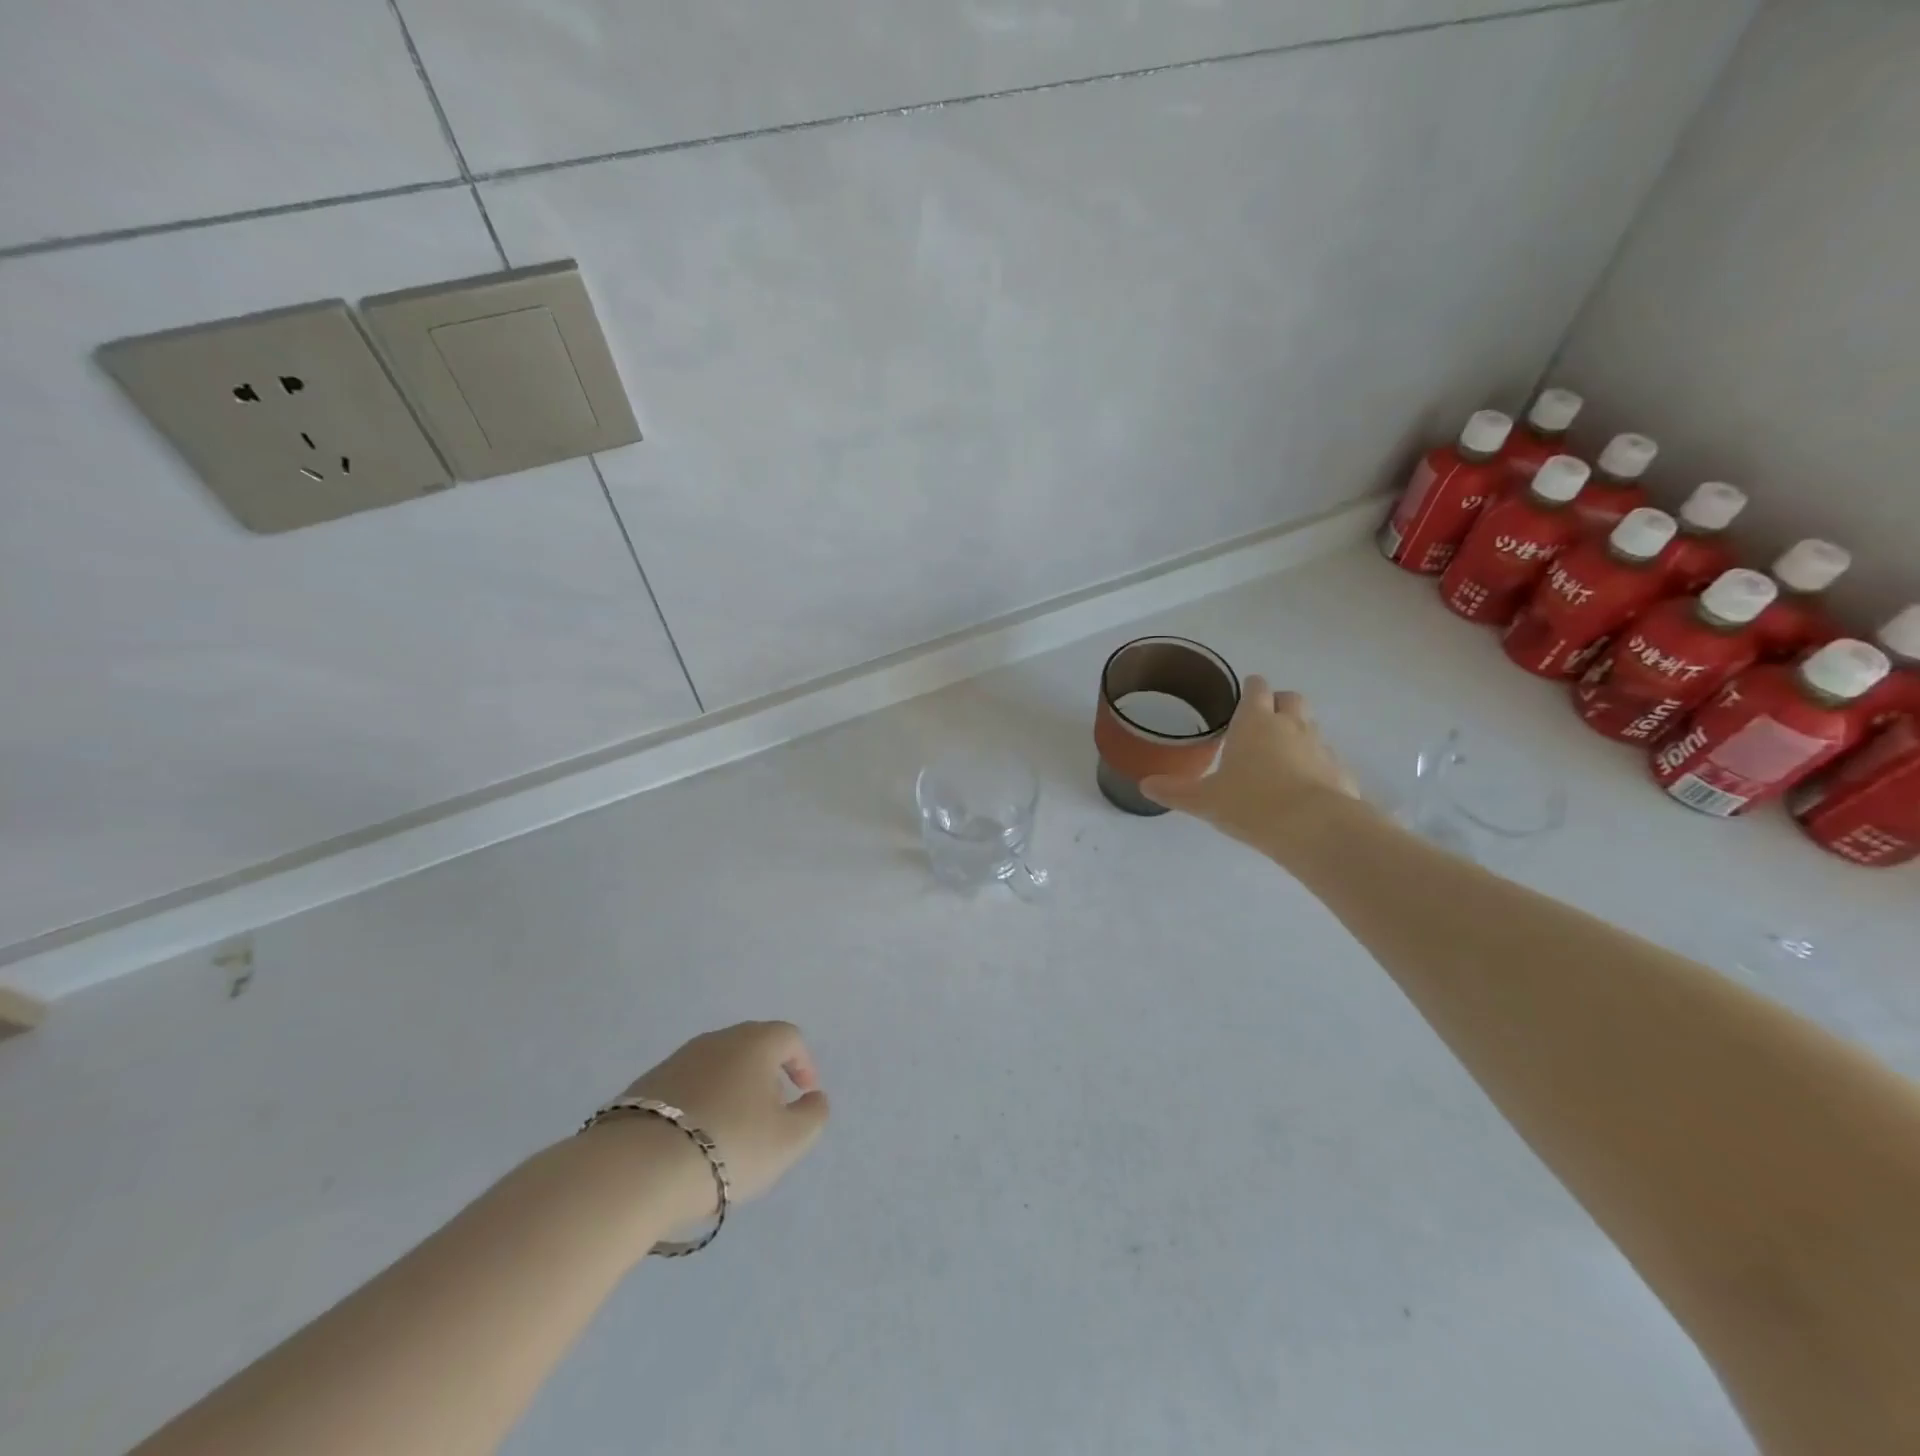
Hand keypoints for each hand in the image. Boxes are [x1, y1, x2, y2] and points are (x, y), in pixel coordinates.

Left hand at [595, 1021, 829, 1223]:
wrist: (636, 1168)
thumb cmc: (728, 1146)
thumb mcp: (788, 1140)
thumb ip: (813, 1116)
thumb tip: (814, 1097)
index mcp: (755, 1042)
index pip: (790, 1038)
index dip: (803, 1064)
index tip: (804, 1096)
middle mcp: (717, 1040)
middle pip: (752, 1047)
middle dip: (768, 1075)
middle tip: (771, 1113)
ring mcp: (677, 1059)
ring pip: (717, 1066)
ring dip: (732, 1090)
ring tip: (731, 1131)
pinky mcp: (645, 1085)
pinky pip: (687, 1087)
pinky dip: (700, 1104)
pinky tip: (694, 1140)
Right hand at [1141, 676, 1359, 852]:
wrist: (1315, 828)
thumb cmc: (1251, 803)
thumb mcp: (1205, 800)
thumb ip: (1176, 791)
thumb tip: (1145, 785)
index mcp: (1255, 722)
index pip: (1256, 688)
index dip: (1250, 688)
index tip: (1242, 696)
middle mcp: (1291, 725)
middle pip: (1290, 698)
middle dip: (1278, 704)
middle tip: (1262, 724)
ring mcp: (1320, 747)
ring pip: (1311, 726)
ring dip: (1298, 734)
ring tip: (1280, 758)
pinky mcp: (1341, 772)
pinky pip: (1327, 760)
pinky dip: (1316, 766)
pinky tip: (1303, 789)